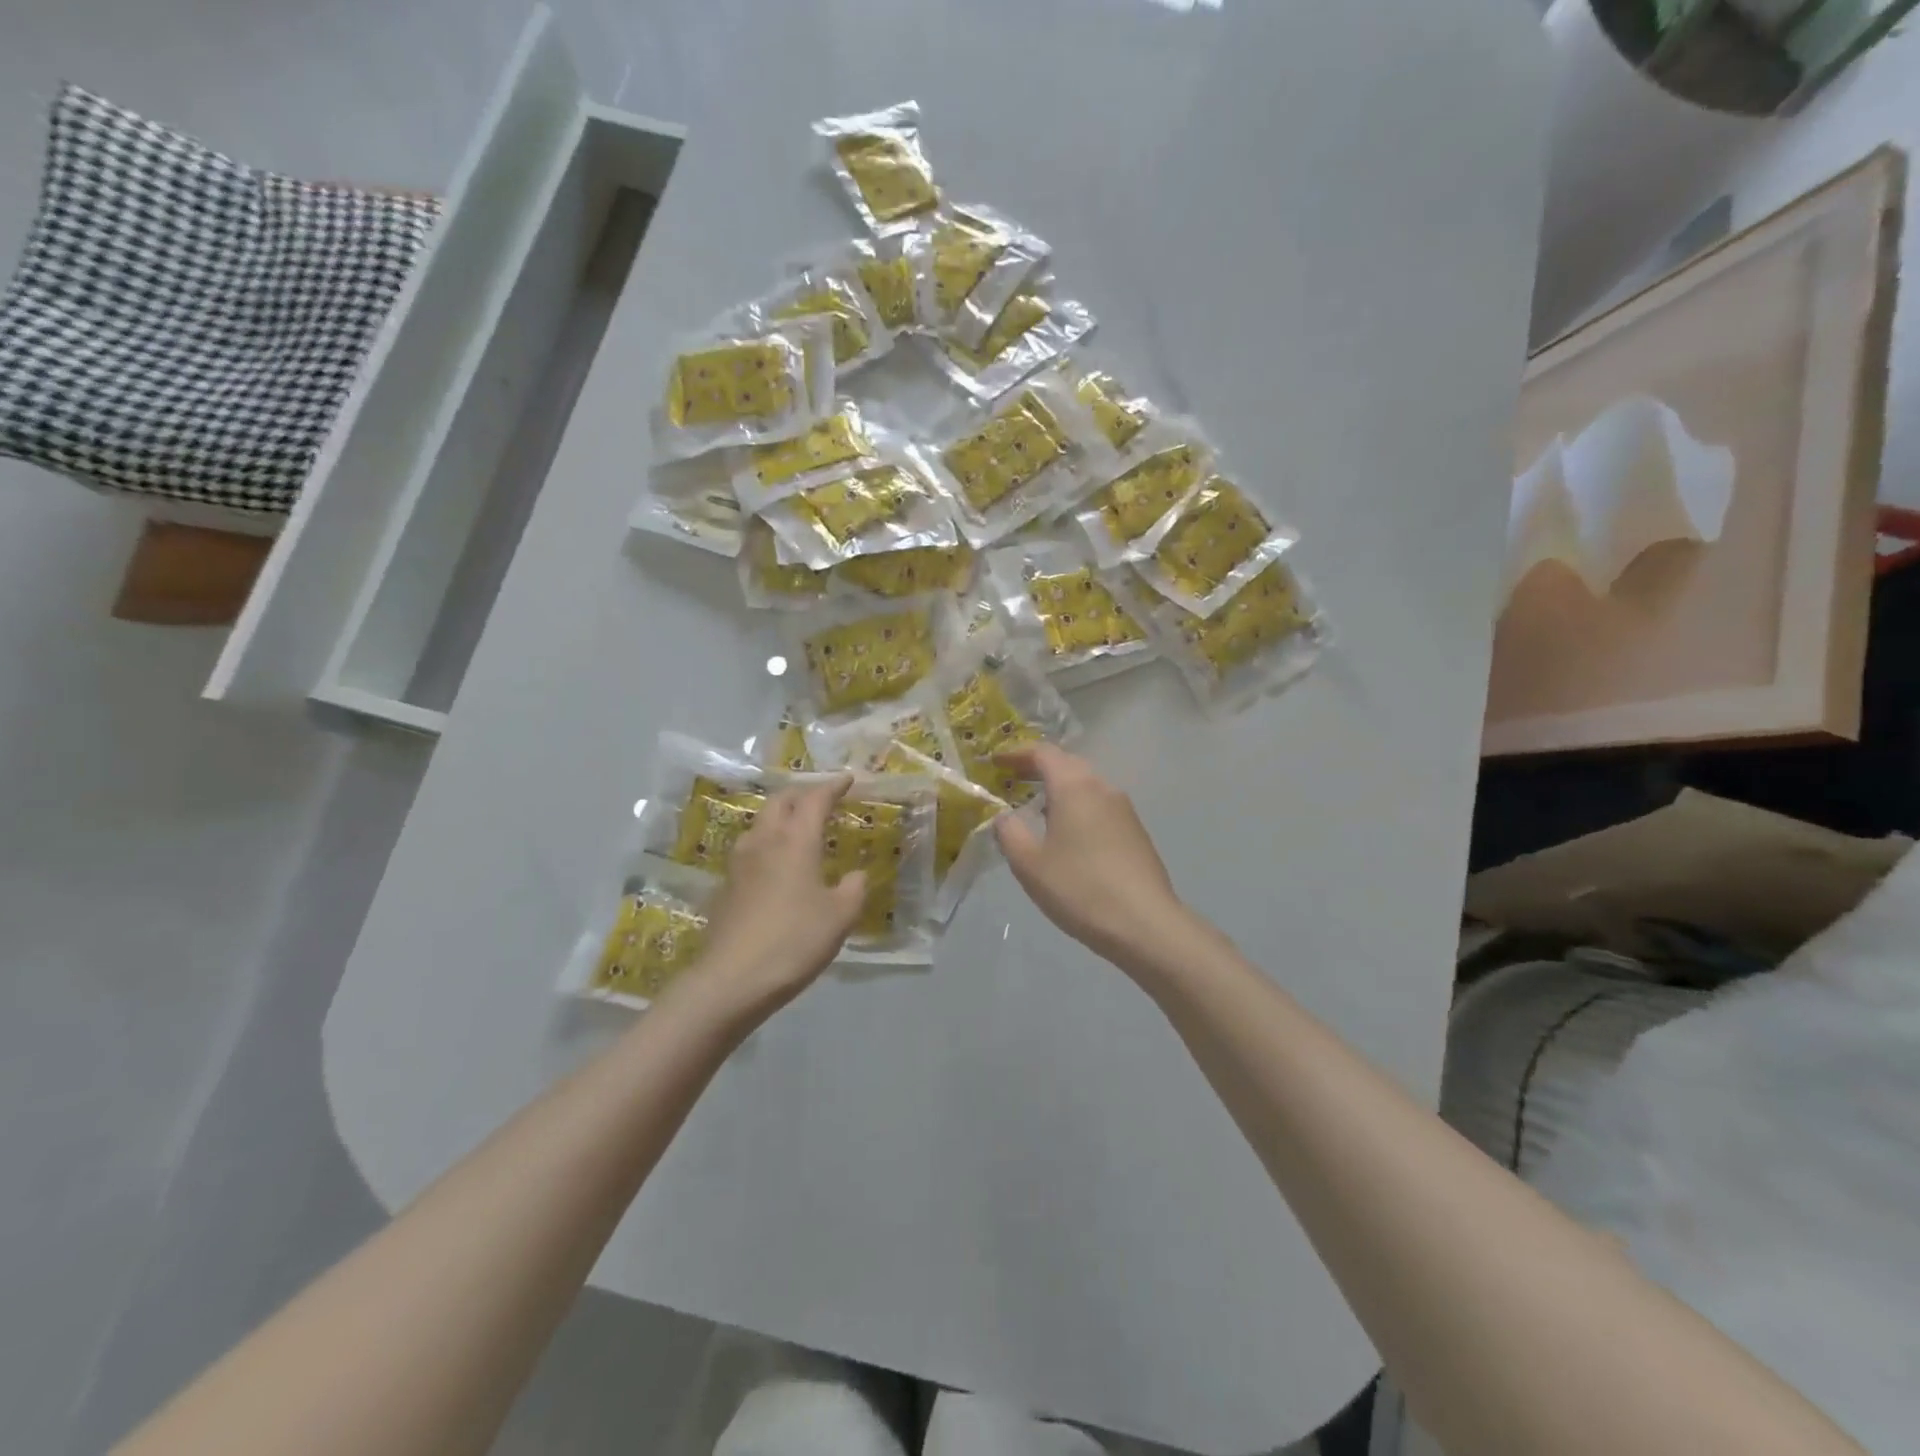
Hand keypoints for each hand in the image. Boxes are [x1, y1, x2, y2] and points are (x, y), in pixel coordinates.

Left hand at [672, 776, 866, 1026]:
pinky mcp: (726, 886)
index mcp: (795, 841)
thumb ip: (853, 889)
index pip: (814, 799)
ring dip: (781, 816)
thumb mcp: (840, 917)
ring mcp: (739, 863)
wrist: (732, 979)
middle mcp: (764, 841)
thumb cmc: (794, 941)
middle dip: (802, 794)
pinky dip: (768, 843)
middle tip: (821, 798)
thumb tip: (855, 875)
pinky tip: (777, 864)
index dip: (832, 786)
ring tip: (798, 827)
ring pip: (760, 823)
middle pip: (780, 801)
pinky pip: (751, 849)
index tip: (848, 779)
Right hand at [993, 745, 1190, 968]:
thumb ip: (1010, 832)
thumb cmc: (1079, 888)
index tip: (995, 762)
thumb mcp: (1029, 864)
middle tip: (1012, 780)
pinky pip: (1099, 807)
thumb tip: (1005, 816)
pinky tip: (1068, 835)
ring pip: (1086, 786)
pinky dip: (1077, 808)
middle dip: (1038, 769)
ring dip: (1060, 789)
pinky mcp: (1136, 832)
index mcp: (1074, 787)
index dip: (1016, 753)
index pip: (1043, 753)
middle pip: (1067, 765)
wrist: (1144, 924)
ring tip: (1037, 809)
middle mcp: (1102, 788)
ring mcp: (1124, 809)